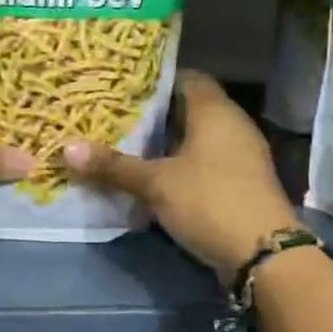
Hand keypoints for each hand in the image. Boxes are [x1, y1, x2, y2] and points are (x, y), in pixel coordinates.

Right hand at [63, 71, 300, 282]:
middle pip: (190, 107)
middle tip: (118, 117)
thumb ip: (114, 166)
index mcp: (215, 110)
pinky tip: (157, 177)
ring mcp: (241, 154)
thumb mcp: (156, 184)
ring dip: (169, 142)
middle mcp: (232, 124)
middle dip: (155, 114)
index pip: (186, 77)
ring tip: (130, 145)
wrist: (265, 254)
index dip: (156, 80)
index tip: (124, 87)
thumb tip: (67, 149)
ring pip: (198, 137)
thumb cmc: (209, 201)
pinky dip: (183, 164)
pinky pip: (207, 161)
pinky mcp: (242, 181)